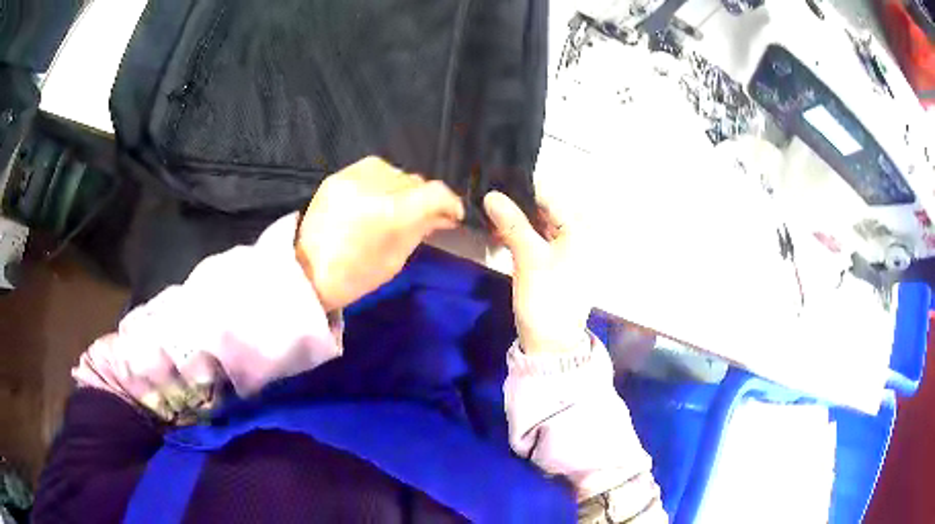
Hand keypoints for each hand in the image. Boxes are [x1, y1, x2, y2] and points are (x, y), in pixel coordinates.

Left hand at [297, 157, 463, 310]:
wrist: (306, 272)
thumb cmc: (354, 277)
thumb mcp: (395, 260)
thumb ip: (420, 230)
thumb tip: (441, 215)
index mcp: (390, 214)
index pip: (434, 193)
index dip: (450, 202)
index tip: (453, 215)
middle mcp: (374, 187)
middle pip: (416, 181)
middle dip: (425, 198)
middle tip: (425, 215)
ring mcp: (353, 178)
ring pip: (396, 171)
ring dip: (404, 188)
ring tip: (397, 205)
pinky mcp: (337, 176)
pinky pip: (372, 168)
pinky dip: (382, 180)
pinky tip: (378, 195)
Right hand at [484, 191, 591, 353]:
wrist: (550, 341)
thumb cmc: (547, 297)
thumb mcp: (529, 257)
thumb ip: (512, 223)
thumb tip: (491, 194)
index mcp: (580, 230)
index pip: (550, 197)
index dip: (522, 190)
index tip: (494, 182)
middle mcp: (578, 235)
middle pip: (545, 210)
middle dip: (517, 204)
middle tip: (487, 198)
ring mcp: (567, 250)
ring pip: (539, 224)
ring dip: (517, 220)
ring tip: (489, 213)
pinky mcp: (555, 263)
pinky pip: (538, 239)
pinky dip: (521, 235)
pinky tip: (500, 233)